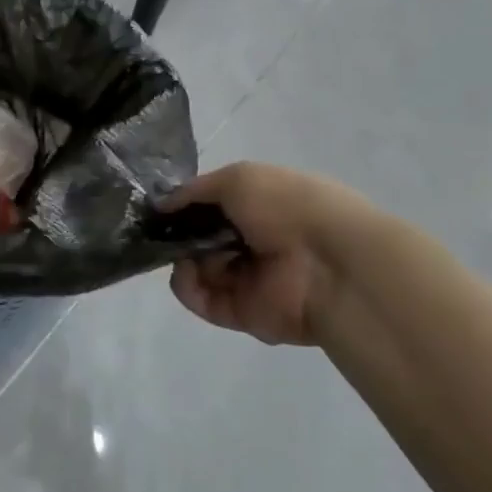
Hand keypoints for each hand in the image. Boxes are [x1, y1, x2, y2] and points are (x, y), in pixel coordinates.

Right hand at [166, 163, 364, 346]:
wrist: (330, 264)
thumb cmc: (288, 207)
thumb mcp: (238, 178)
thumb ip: (195, 190)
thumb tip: (162, 204)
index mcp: (262, 207)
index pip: (215, 207)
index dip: (187, 205)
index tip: (161, 206)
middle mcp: (255, 242)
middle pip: (201, 239)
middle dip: (178, 233)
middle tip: (161, 230)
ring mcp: (248, 280)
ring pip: (196, 269)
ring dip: (181, 258)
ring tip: (182, 252)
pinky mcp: (241, 312)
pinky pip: (201, 299)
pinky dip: (187, 286)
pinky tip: (187, 273)